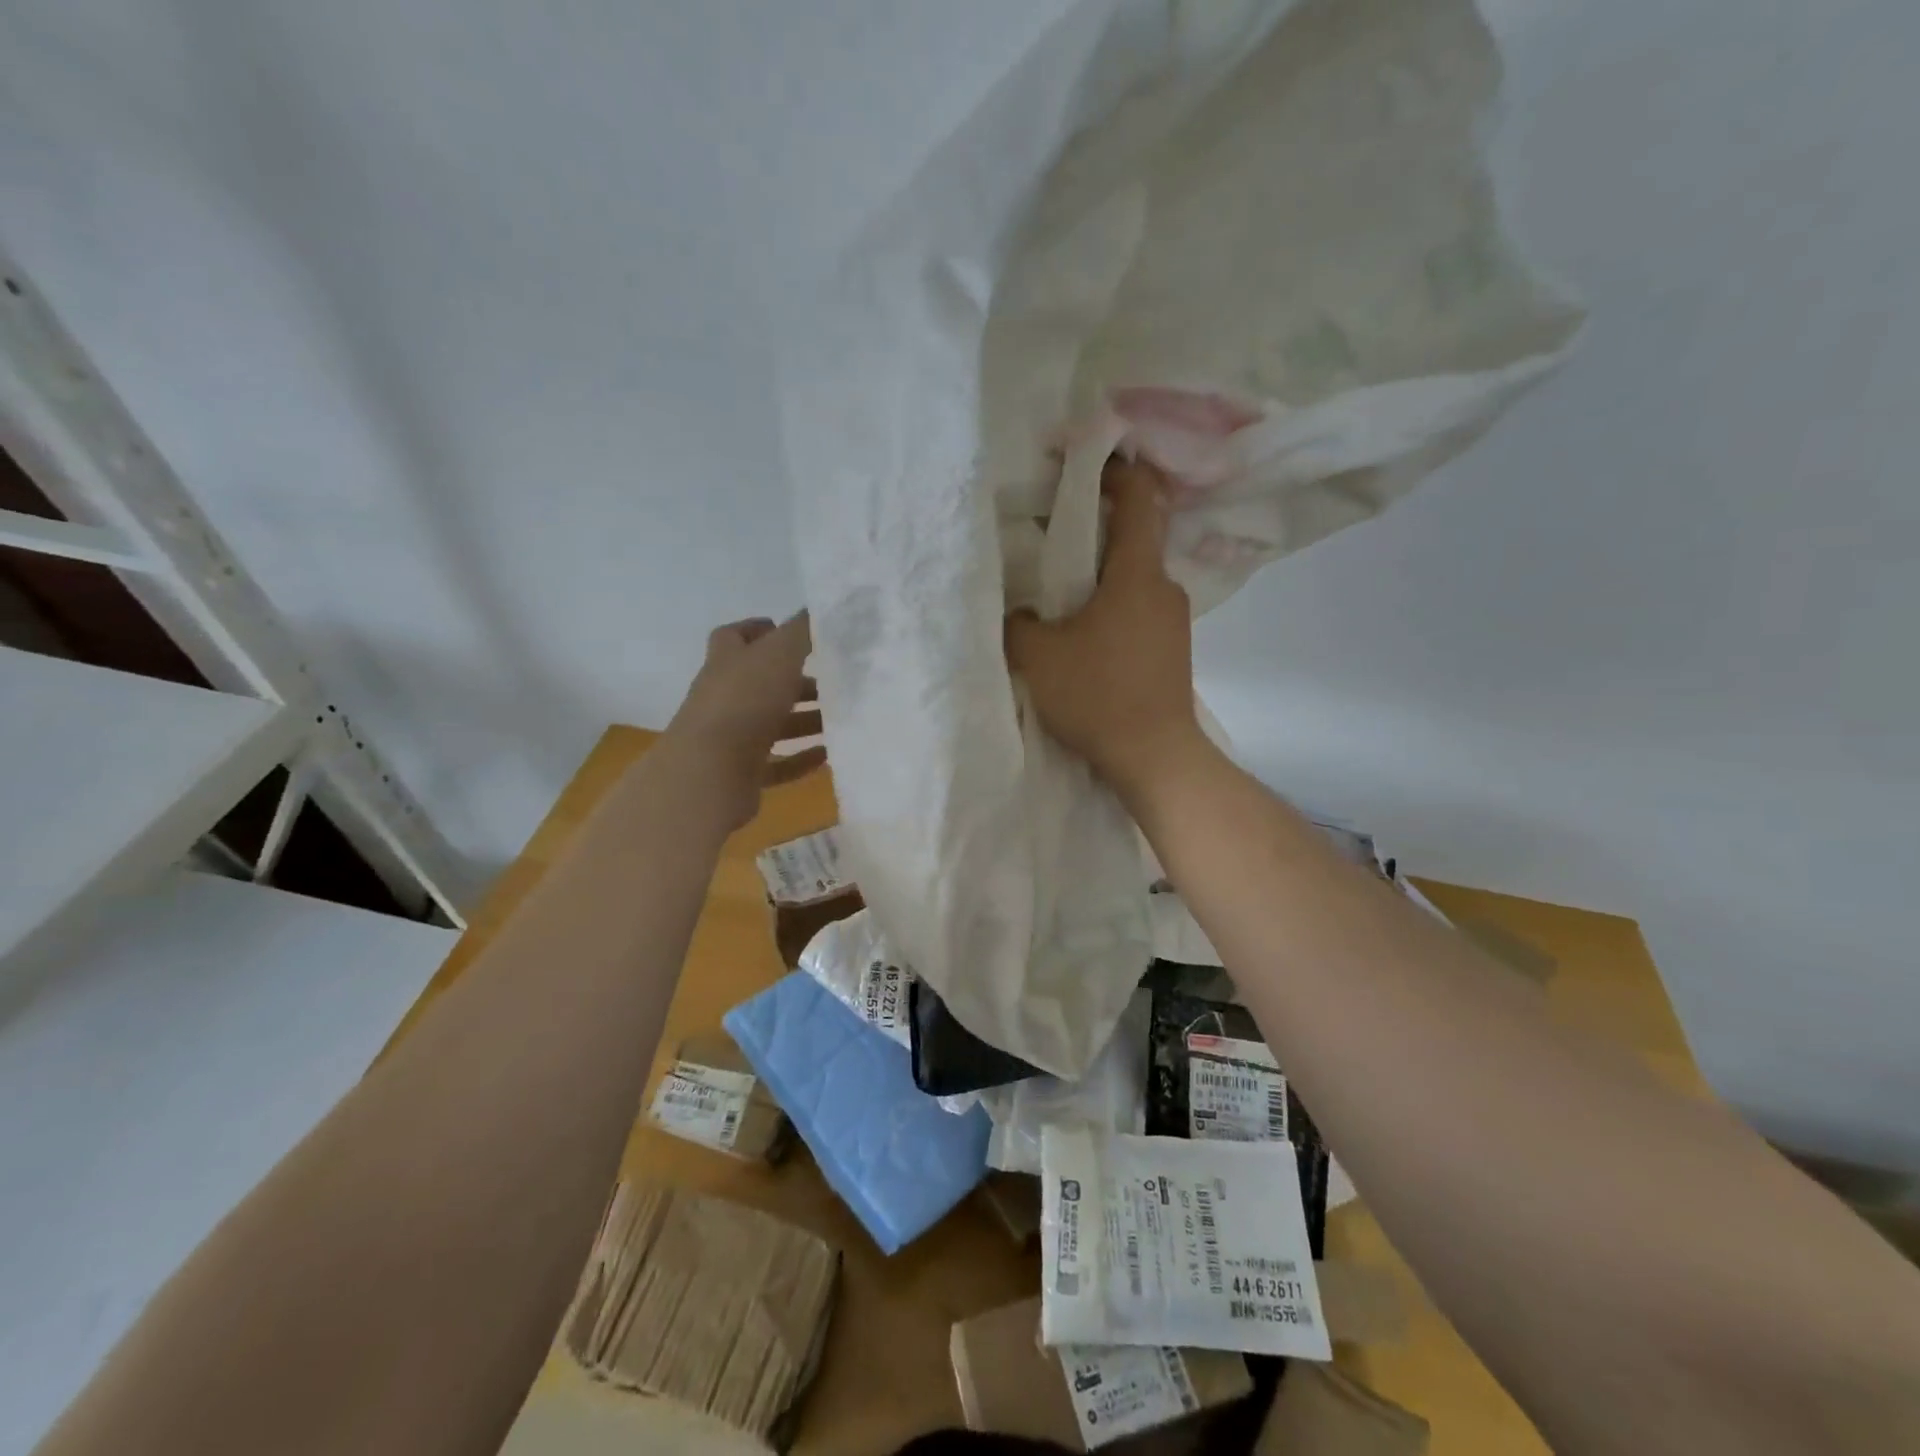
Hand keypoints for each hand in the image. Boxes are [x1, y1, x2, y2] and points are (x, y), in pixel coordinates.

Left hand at [666, 613, 825, 828]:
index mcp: (727, 662)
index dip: (758, 630)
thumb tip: (822, 606)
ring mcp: (730, 737)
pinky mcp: (740, 772)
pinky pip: (775, 763)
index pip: (734, 637)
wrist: (709, 769)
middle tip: (832, 681)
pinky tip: (827, 755)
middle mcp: (724, 696)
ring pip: (771, 723)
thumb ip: (803, 630)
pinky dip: (800, 759)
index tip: (788, 631)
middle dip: (796, 681)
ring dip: (804, 720)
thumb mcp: (780, 654)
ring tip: (839, 719)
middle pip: (761, 682)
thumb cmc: (745, 700)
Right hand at [1006, 457, 1201, 794]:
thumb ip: (1018, 622)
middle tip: (1051, 530)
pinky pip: (1138, 607)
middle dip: (1095, 525)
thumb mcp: (1039, 656)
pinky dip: (1111, 602)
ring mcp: (1173, 620)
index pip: (1138, 498)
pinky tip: (1082, 627)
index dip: (1113, 471)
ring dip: (1101, 571)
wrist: (1154, 757)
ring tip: (1059, 585)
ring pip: (1134, 576)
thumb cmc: (1098, 695)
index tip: (1080, 463)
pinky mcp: (1171, 648)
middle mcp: (1164, 587)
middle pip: (1133, 536)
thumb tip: (1019, 611)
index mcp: (1137, 574)